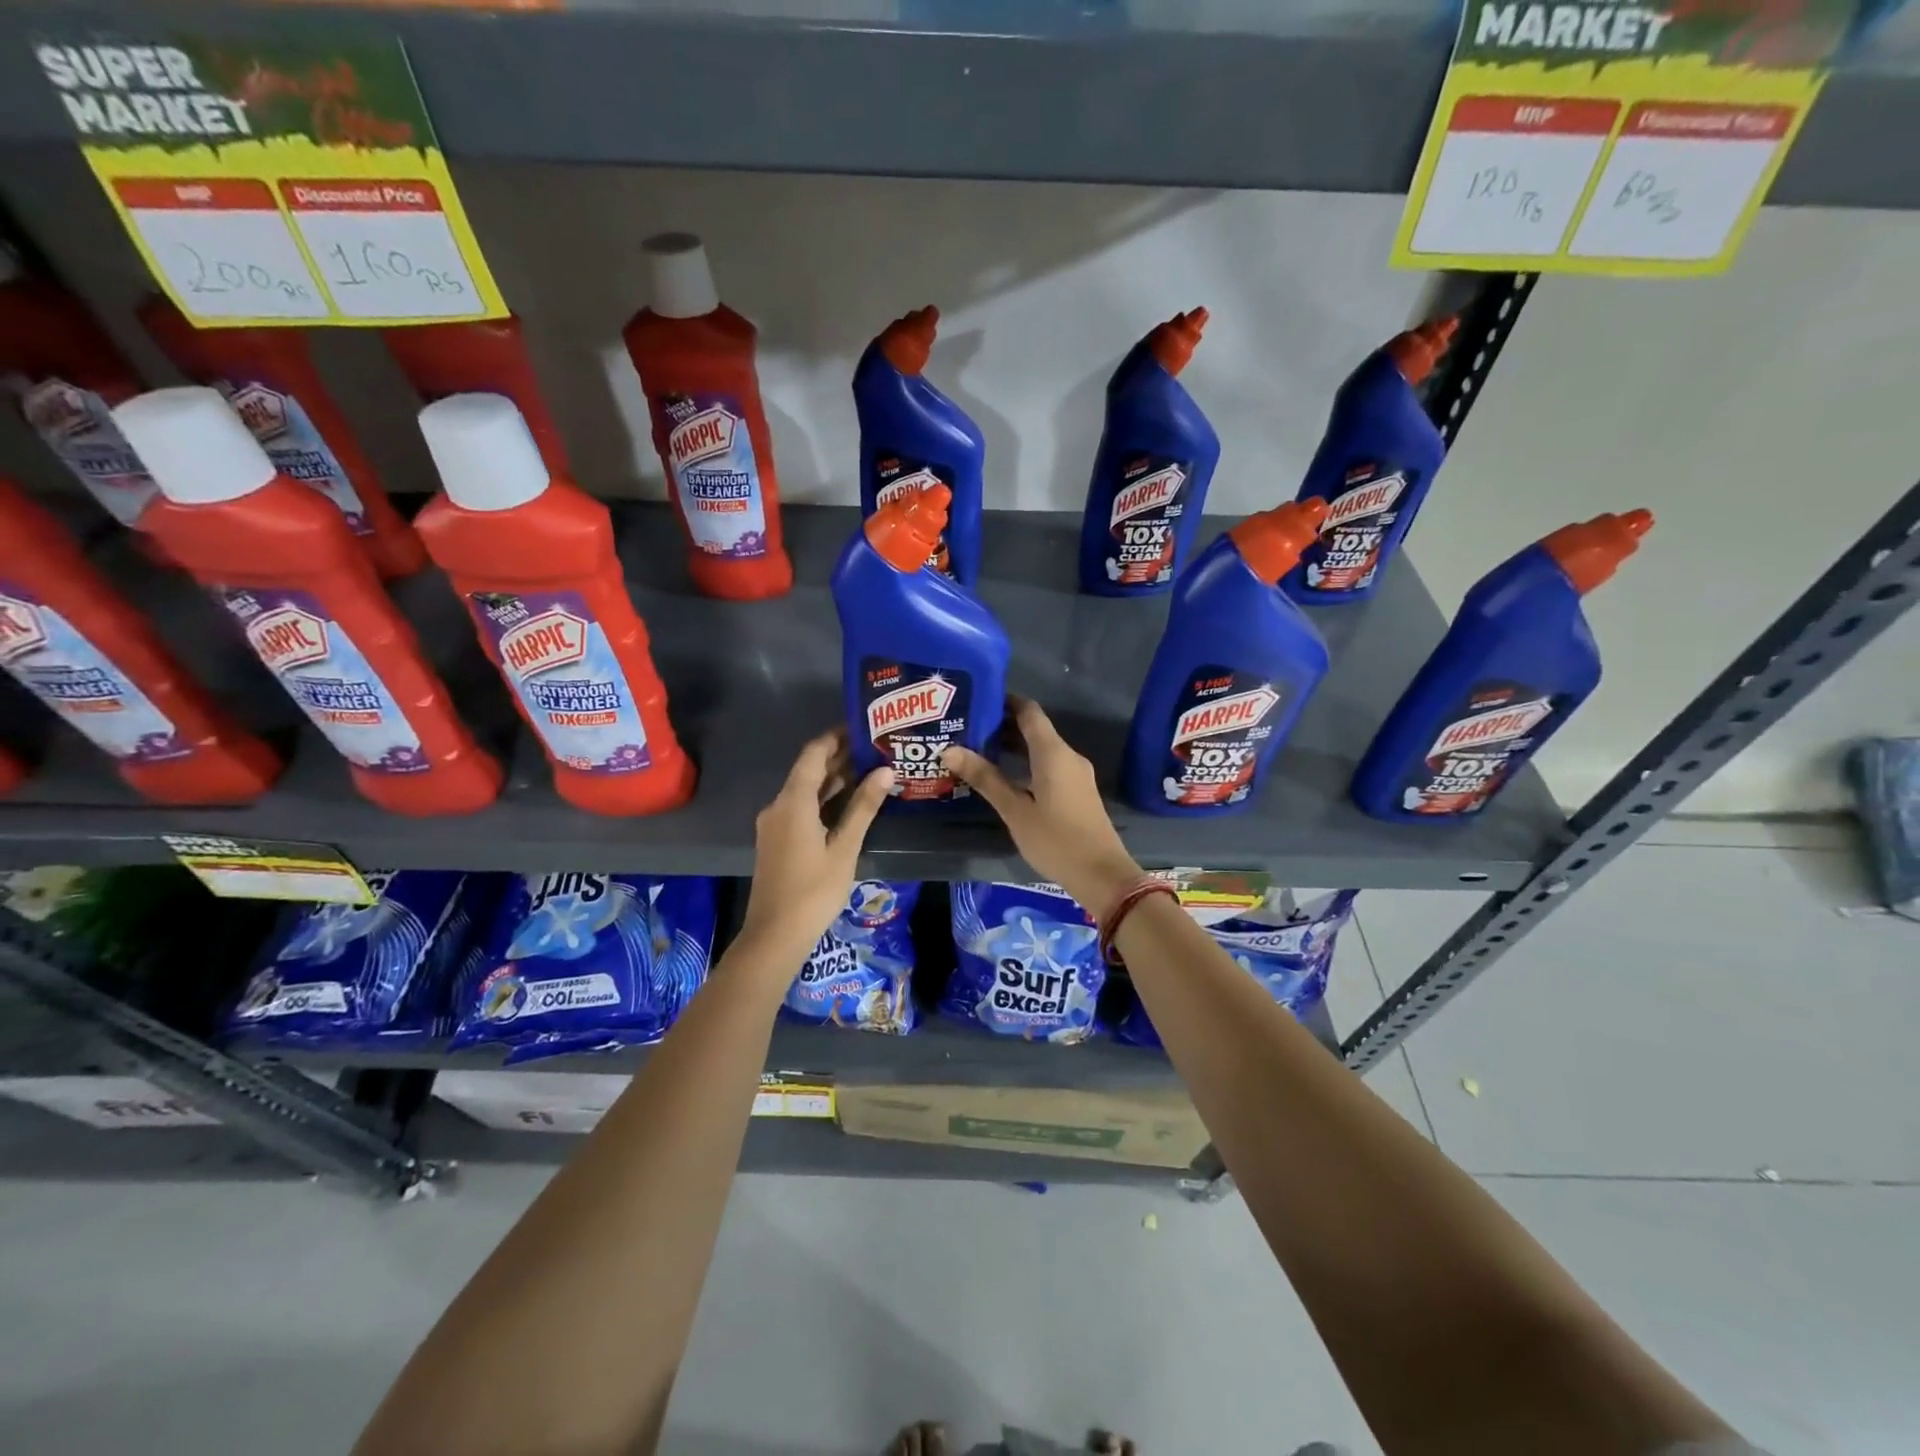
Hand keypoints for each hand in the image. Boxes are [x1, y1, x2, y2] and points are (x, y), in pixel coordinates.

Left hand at [739, 729, 892, 967]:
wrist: (774, 935)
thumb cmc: (814, 891)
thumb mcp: (844, 848)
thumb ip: (863, 807)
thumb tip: (886, 771)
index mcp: (793, 801)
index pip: (814, 753)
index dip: (836, 737)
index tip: (863, 727)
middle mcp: (778, 805)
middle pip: (809, 770)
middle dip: (840, 757)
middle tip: (876, 748)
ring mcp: (774, 824)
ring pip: (805, 790)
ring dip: (833, 779)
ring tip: (870, 770)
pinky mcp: (777, 840)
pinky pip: (801, 807)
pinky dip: (823, 799)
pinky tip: (849, 803)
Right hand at [942, 697, 1141, 912]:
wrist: (1102, 874)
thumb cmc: (1056, 840)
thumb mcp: (1015, 810)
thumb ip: (985, 778)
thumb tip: (950, 750)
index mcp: (1053, 753)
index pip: (1028, 711)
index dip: (1004, 701)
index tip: (976, 701)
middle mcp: (1067, 756)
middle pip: (1034, 729)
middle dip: (1002, 726)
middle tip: (967, 728)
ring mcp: (1075, 774)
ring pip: (1041, 749)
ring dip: (1013, 747)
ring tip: (977, 751)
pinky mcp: (1077, 791)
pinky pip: (1049, 765)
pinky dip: (1026, 763)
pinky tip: (1004, 777)